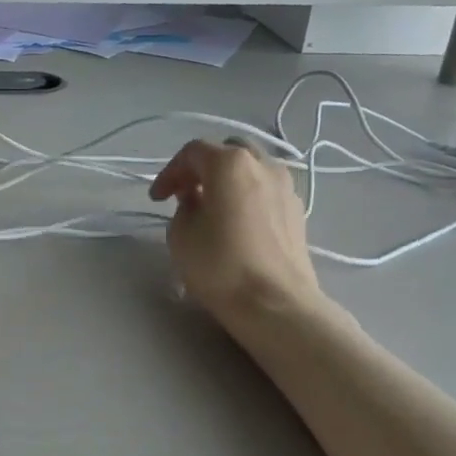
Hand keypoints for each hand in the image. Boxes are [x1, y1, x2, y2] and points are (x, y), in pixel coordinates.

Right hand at [150, 139, 322, 319]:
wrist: (276, 304)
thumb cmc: (221, 266)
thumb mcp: (181, 235)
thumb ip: (183, 207)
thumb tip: (197, 200)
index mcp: (230, 163)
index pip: (192, 153)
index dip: (170, 173)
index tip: (157, 199)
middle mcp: (263, 164)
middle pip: (228, 151)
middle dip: (203, 168)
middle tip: (186, 193)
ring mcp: (286, 186)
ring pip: (252, 168)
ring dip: (228, 180)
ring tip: (213, 206)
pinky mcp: (297, 211)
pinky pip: (266, 190)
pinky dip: (248, 195)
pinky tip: (237, 222)